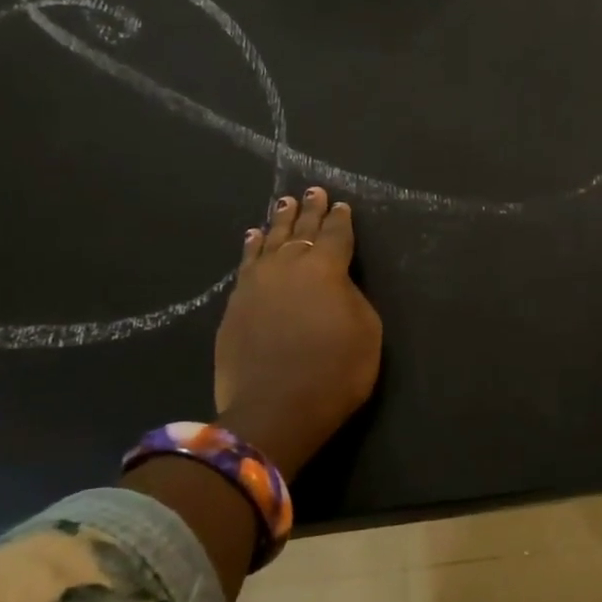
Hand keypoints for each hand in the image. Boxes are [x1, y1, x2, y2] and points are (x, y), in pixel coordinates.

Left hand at [214, 187, 382, 479]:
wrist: (273, 409)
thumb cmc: (334, 372)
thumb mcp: (366, 332)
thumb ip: (353, 297)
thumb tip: (337, 282)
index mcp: (327, 269)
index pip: (336, 236)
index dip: (341, 220)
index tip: (342, 206)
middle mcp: (289, 266)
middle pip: (301, 232)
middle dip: (310, 211)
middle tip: (312, 191)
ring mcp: (256, 283)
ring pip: (269, 241)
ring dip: (279, 222)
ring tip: (284, 205)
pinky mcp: (234, 303)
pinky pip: (246, 263)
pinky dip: (251, 247)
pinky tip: (252, 237)